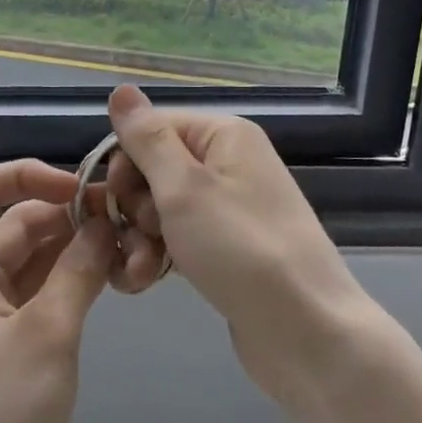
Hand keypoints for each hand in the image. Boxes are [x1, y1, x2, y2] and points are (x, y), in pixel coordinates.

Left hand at [0, 159, 114, 422]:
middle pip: (17, 222)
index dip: (28, 175)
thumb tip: (103, 221)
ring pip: (36, 259)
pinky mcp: (16, 350)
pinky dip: (75, 281)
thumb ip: (78, 268)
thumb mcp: (46, 331)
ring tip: (128, 244)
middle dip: (65, 213)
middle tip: (122, 218)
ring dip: (75, 248)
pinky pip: (46, 294)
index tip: (78, 188)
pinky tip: (113, 279)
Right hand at [102, 86, 381, 420]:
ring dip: (140, 238)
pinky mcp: (225, 248)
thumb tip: (121, 89)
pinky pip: (178, 237)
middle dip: (133, 206)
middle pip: (154, 168)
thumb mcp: (184, 188)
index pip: (152, 128)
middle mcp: (228, 162)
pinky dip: (159, 255)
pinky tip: (143, 282)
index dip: (125, 161)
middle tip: (139, 237)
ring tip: (138, 272)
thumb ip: (147, 139)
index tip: (115, 200)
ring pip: (161, 208)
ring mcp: (228, 207)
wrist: (306, 333)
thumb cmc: (240, 249)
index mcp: (223, 135)